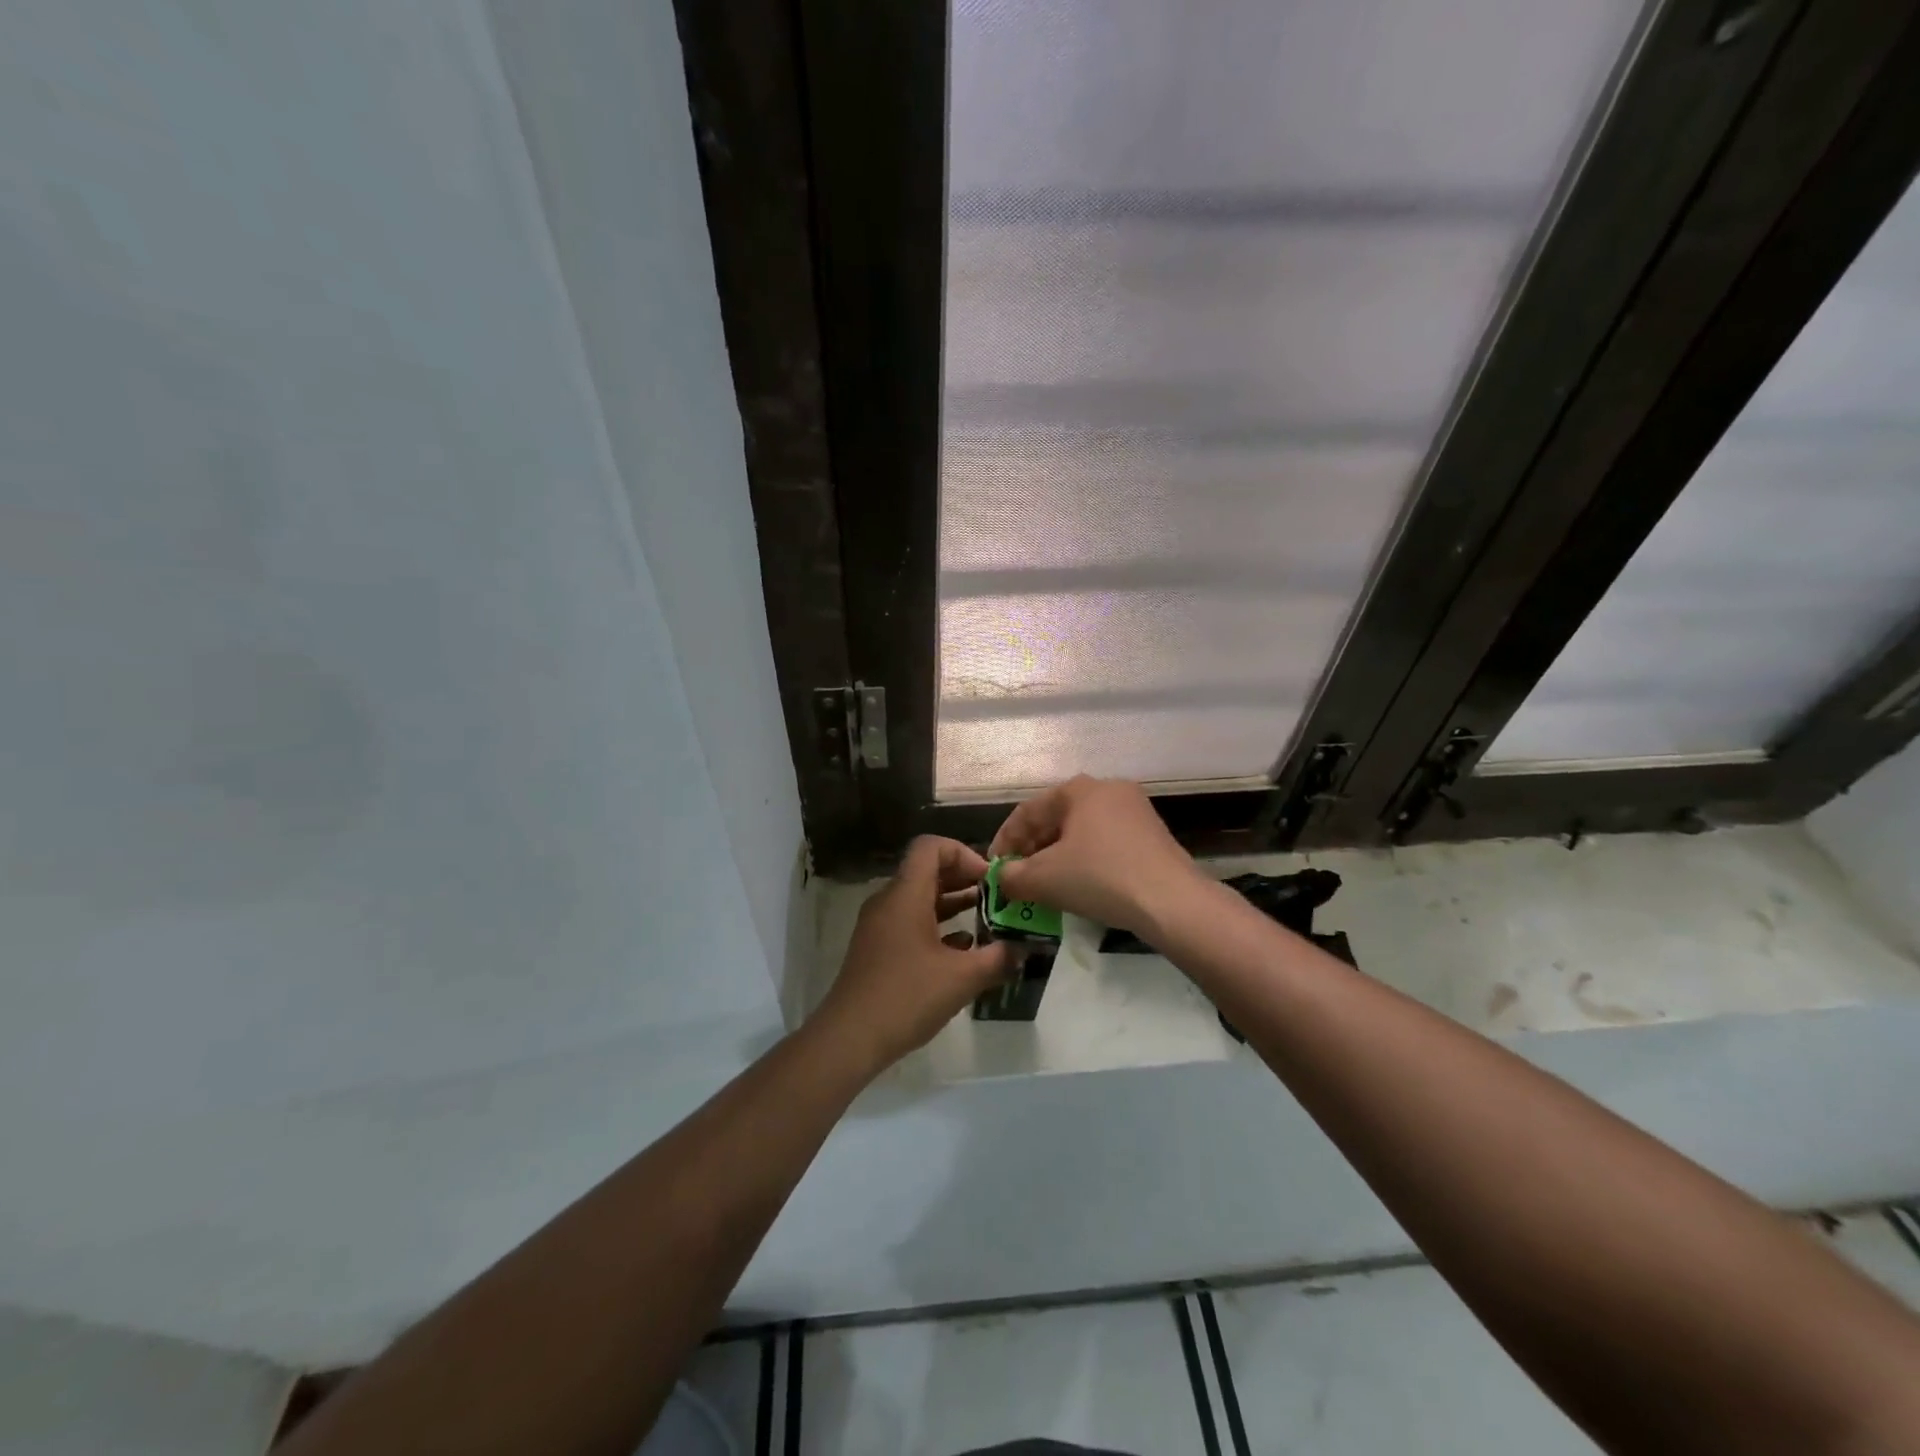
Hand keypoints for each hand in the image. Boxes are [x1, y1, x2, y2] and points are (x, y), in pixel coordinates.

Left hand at [810, 836, 1017, 1073]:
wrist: (849, 1038)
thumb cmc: (906, 997)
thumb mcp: (961, 978)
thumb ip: (997, 959)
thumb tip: (1023, 948)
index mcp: (905, 894)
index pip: (931, 846)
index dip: (963, 853)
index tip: (989, 879)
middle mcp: (889, 901)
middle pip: (927, 871)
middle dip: (964, 879)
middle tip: (996, 898)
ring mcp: (880, 926)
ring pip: (920, 899)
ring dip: (953, 904)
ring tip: (987, 920)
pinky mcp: (877, 949)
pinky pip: (910, 923)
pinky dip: (937, 927)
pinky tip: (962, 950)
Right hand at [989, 776, 1207, 937]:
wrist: (1171, 901)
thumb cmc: (1100, 877)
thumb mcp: (1044, 879)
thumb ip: (1013, 876)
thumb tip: (1001, 879)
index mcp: (1079, 789)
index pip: (1028, 811)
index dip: (1004, 840)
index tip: (993, 869)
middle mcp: (1108, 789)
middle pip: (1056, 818)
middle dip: (1031, 848)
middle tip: (1017, 877)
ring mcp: (1135, 811)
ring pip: (1081, 832)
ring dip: (1057, 856)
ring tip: (1044, 884)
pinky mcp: (1152, 836)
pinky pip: (1105, 843)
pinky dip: (1084, 861)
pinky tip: (1078, 885)